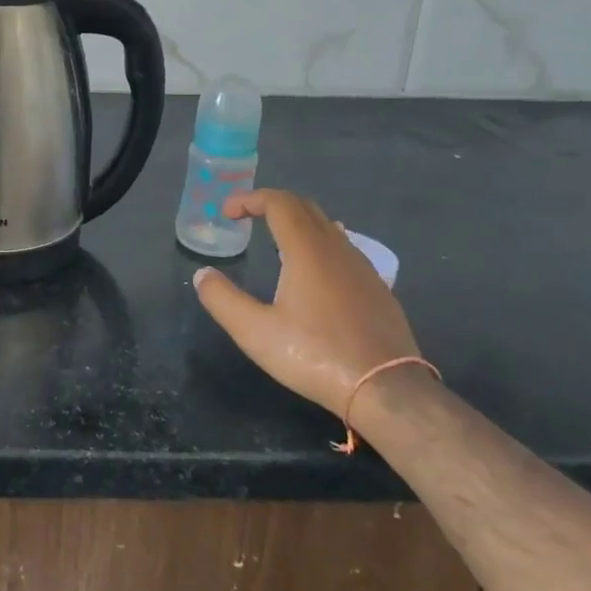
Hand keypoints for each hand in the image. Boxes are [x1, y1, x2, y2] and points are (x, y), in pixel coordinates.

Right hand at [193, 190, 421, 417]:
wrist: (387, 390)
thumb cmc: (315, 355)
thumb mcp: (254, 332)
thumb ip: (222, 299)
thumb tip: (202, 274)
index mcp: (307, 250)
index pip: (278, 202)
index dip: (248, 199)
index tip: (227, 213)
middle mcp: (337, 249)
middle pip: (304, 207)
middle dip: (271, 204)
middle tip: (246, 219)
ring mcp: (363, 268)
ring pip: (327, 226)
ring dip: (296, 223)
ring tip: (275, 242)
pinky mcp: (378, 289)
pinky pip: (344, 249)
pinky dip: (319, 243)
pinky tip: (313, 271)